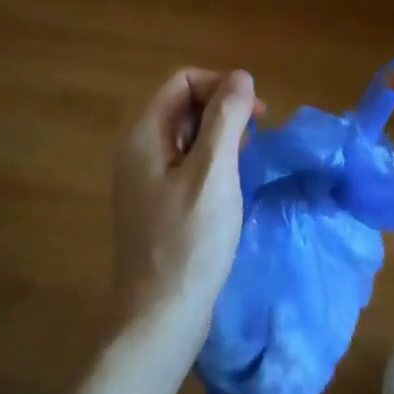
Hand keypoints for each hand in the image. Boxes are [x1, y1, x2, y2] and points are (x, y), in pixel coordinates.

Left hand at [110, 67, 259, 360]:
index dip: (221, 86)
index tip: (256, 115)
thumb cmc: (189, 242)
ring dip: (219, 138)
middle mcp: (137, 150)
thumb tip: (241, 76)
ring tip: (246, 163)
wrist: (159, 317)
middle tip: (255, 140)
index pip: (183, 82)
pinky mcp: (155, 205)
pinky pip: (184, 166)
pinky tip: (229, 189)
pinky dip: (210, 164)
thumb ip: (226, 118)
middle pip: (182, 106)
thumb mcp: (214, 173)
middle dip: (222, 110)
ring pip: (186, 137)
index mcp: (145, 135)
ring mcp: (143, 180)